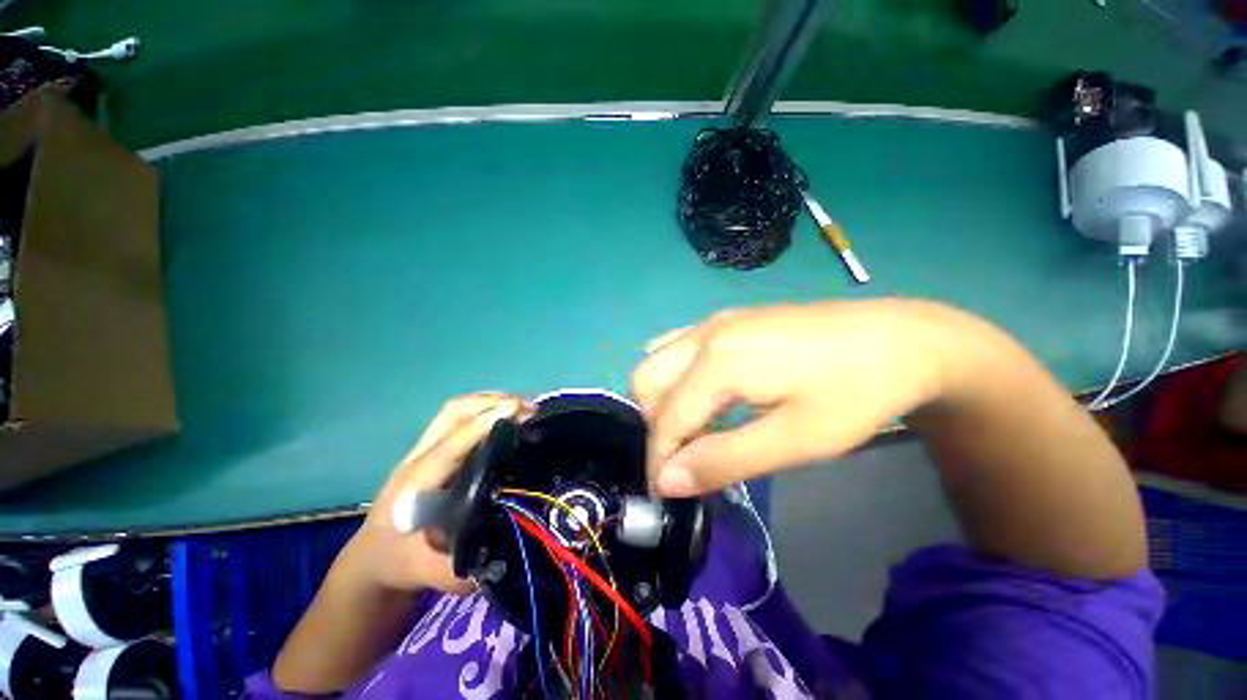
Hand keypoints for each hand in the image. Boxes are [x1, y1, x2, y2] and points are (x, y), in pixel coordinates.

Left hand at [335, 393, 531, 594]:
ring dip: (491, 402)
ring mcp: (427, 452)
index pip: (451, 444)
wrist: (372, 558)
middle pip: (452, 413)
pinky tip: (508, 419)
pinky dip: (487, 411)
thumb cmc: (395, 561)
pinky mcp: (437, 453)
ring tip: (524, 408)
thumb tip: (496, 556)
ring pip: (457, 411)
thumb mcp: (420, 573)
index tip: (517, 410)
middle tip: (528, 407)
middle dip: (491, 402)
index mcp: (415, 482)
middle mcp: (420, 458)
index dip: (484, 424)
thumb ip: (452, 570)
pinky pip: (462, 420)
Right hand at [632, 300, 952, 496]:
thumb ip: (724, 459)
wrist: (902, 338)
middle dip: (657, 425)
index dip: (660, 461)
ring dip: (664, 399)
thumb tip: (667, 481)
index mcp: (718, 360)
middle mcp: (705, 333)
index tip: (668, 494)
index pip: (667, 419)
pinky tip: (707, 394)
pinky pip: (678, 347)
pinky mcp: (727, 320)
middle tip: (690, 454)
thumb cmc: (854, 393)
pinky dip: (677, 377)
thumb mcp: (795, 440)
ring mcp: (714, 321)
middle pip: (646, 381)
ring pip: (658, 362)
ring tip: (699, 427)